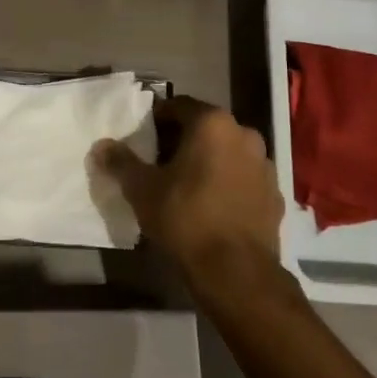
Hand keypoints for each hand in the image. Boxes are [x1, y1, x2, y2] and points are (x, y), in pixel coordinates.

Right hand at [93, 97, 283, 287]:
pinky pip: (243, 178)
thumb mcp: (142, 189)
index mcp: (213, 124)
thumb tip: (101, 146)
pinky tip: (211, 206)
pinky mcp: (275, 194)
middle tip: (159, 162)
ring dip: (207, 161)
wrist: (236, 271)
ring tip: (185, 185)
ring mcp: (264, 165)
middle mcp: (244, 134)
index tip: (142, 139)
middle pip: (206, 127)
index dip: (157, 120)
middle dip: (182, 140)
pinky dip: (227, 183)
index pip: (179, 106)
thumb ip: (121, 162)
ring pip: (227, 152)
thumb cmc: (185, 218)